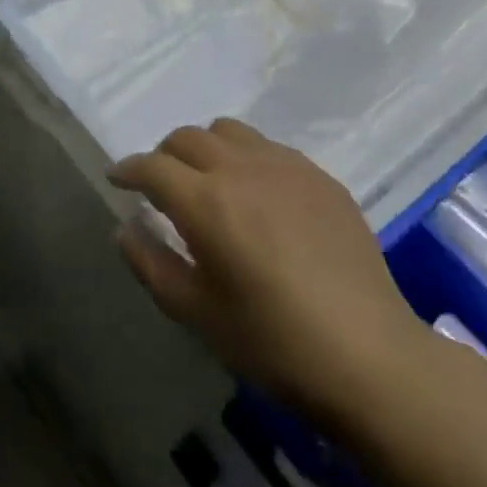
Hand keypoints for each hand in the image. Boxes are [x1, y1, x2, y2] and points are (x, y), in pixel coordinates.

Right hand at [111, 119, 426, 423]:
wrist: (368, 355)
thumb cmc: (272, 342)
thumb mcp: (196, 313)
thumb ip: (151, 263)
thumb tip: (126, 227)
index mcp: (206, 201)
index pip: (152, 166)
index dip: (128, 169)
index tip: (117, 179)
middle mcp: (242, 168)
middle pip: (187, 137)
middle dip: (164, 155)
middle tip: (161, 185)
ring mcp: (286, 166)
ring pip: (229, 131)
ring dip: (206, 147)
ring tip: (209, 181)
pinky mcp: (320, 176)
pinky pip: (269, 147)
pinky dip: (247, 158)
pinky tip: (258, 195)